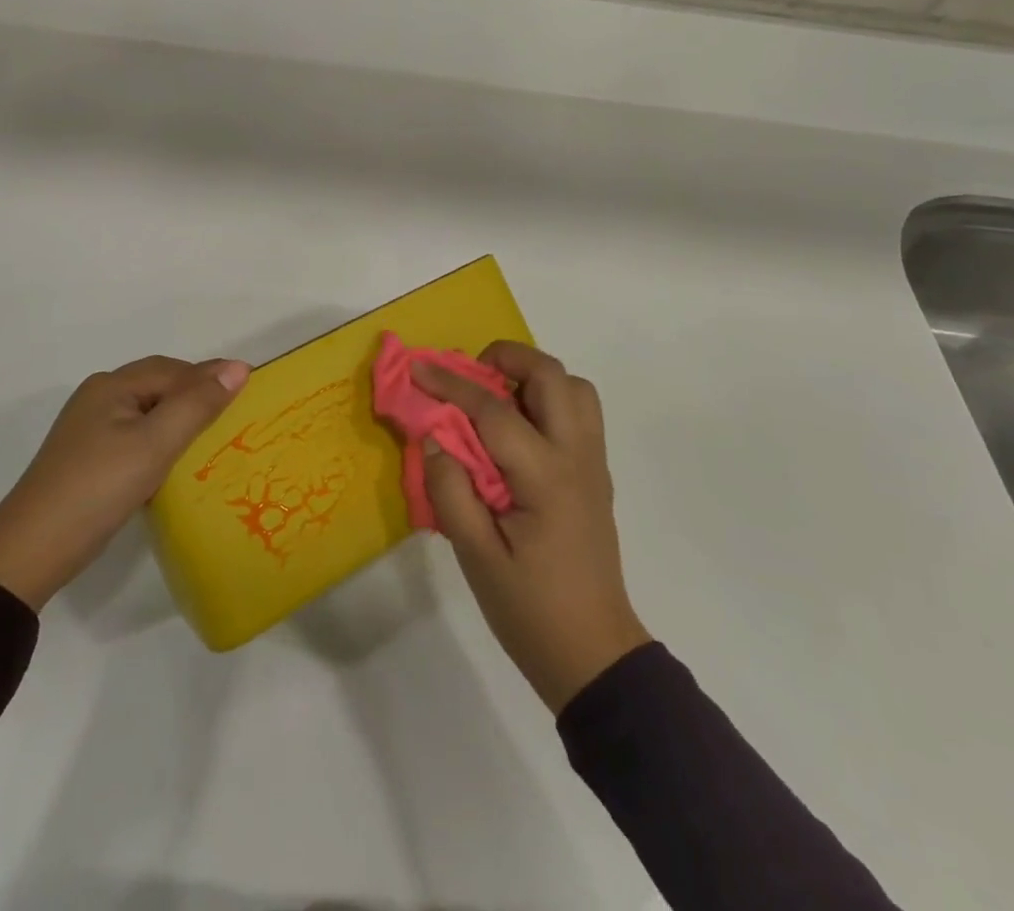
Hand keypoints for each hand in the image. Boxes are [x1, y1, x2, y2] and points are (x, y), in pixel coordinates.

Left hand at [0, 355, 248, 608]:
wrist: (30, 552)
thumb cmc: (98, 488)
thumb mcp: (154, 444)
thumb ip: (197, 404)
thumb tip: (238, 367)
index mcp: (112, 385)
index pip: (174, 370)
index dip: (211, 376)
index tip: (250, 390)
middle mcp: (99, 398)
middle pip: (159, 386)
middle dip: (197, 394)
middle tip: (236, 414)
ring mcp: (89, 430)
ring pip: (148, 412)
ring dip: (180, 419)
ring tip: (213, 438)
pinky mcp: (87, 459)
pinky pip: (136, 436)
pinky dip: (162, 441)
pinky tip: (175, 463)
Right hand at [415, 342, 649, 712]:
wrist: (594, 655)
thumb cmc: (531, 611)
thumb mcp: (476, 558)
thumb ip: (451, 491)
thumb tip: (433, 436)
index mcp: (546, 477)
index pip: (493, 410)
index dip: (451, 384)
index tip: (418, 368)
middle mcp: (577, 457)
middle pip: (552, 376)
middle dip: (507, 358)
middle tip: (469, 376)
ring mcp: (593, 464)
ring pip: (575, 388)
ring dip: (534, 378)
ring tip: (495, 399)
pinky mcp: (596, 475)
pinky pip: (579, 413)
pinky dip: (548, 400)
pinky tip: (516, 431)